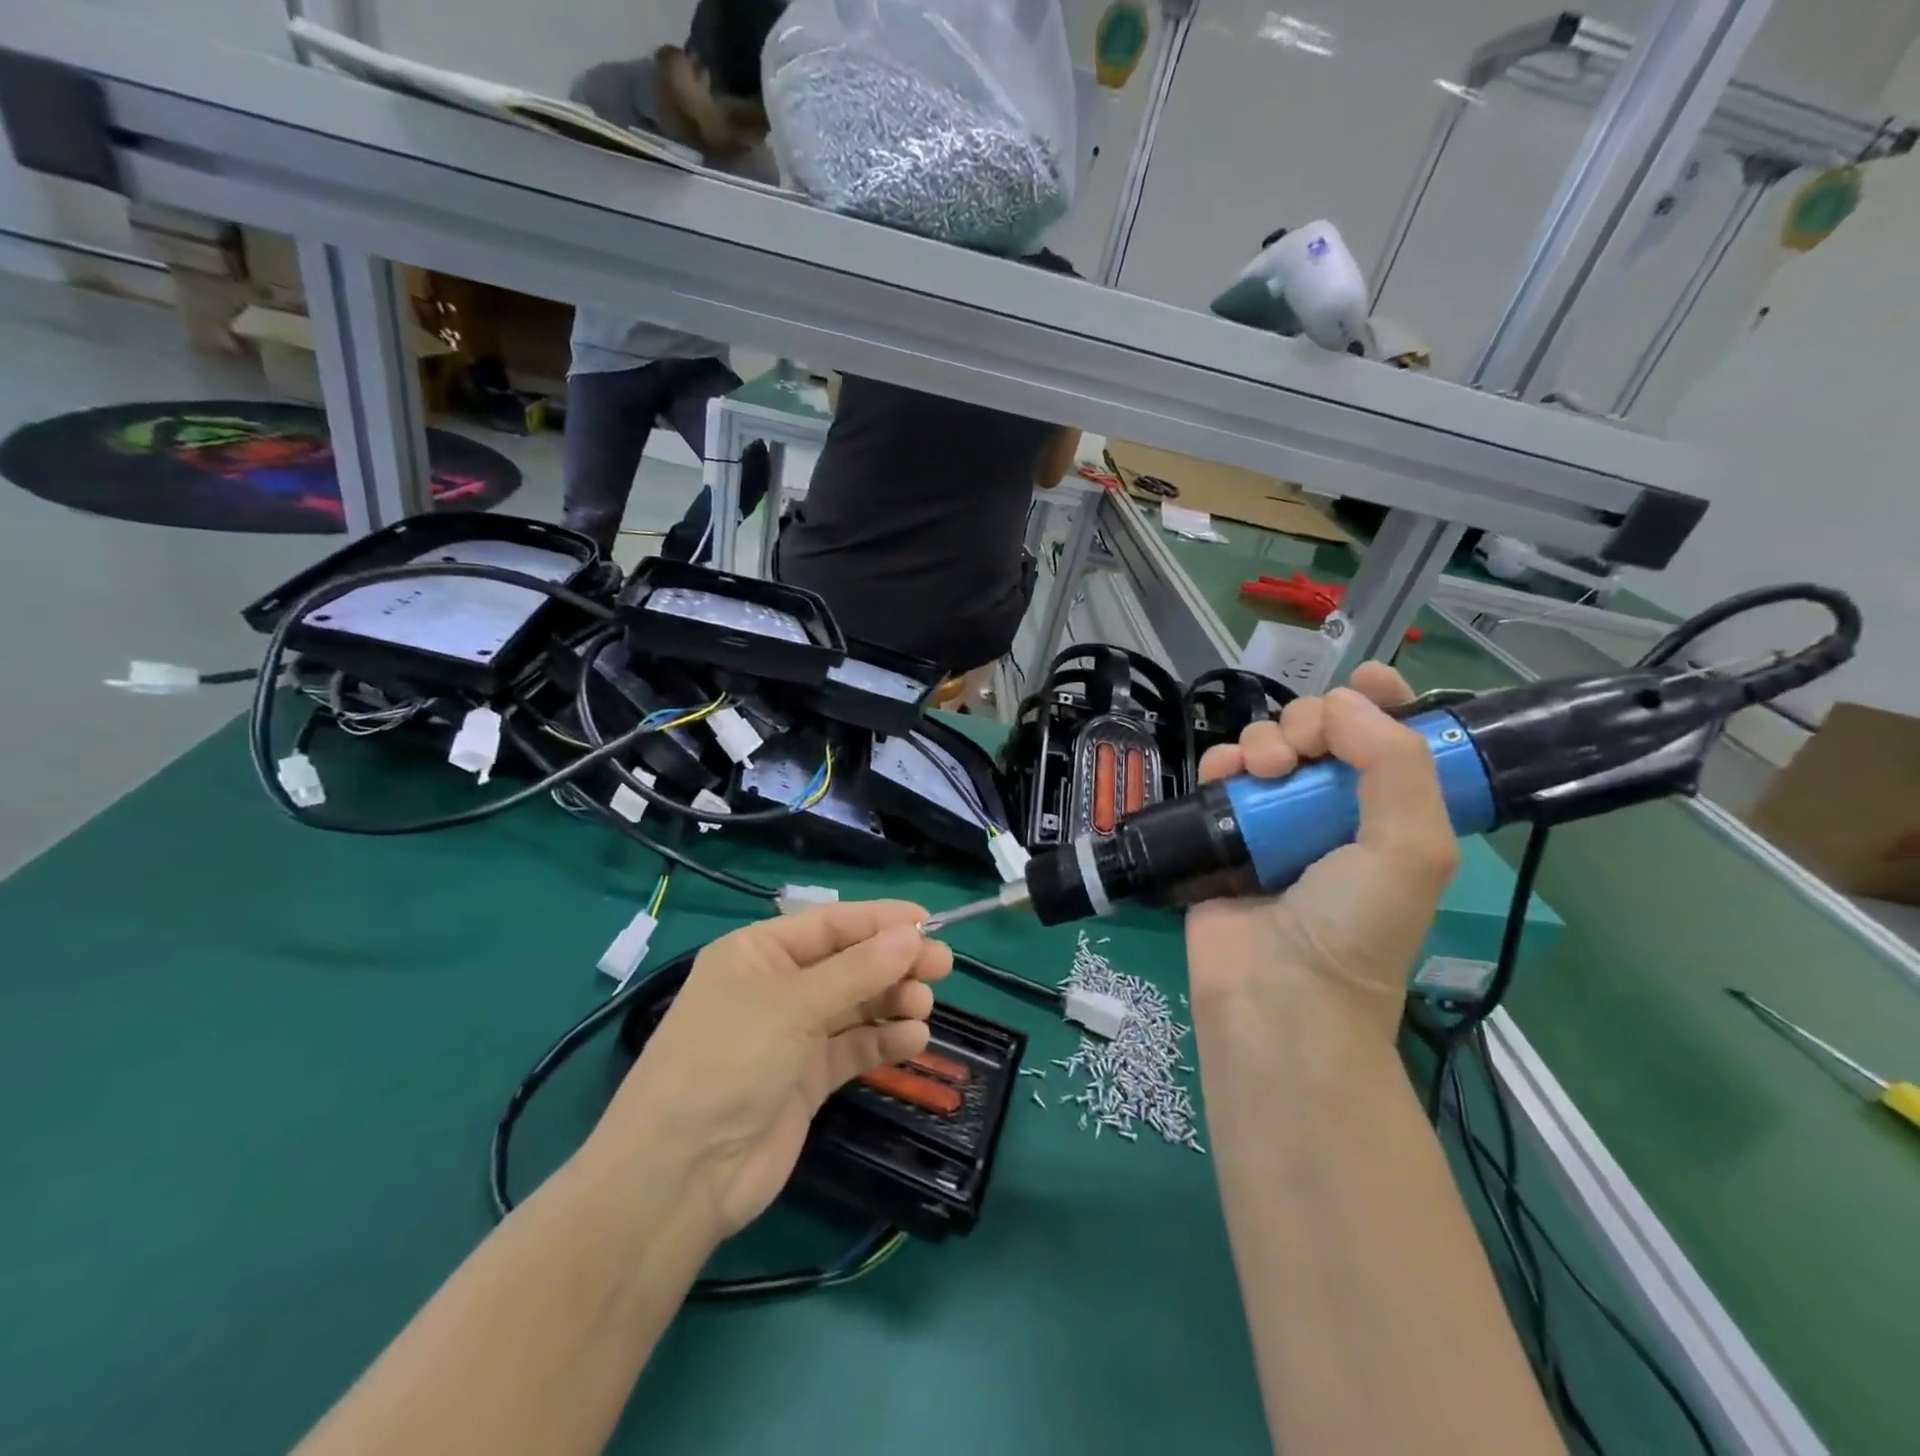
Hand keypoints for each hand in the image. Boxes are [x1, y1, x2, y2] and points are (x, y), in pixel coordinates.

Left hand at [595, 901, 950, 1236]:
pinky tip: (913, 1040)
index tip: (929, 923)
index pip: (831, 923)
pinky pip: (855, 1047)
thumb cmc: (729, 1060)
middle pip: (849, 963)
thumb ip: (858, 970)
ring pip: (856, 1005)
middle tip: (942, 966)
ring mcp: (793, 1035)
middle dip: (894, 962)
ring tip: (923, 1007)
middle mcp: (777, 987)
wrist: (682, 1175)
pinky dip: (884, 1041)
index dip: (880, 921)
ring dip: (892, 1001)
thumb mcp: (793, 1005)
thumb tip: (912, 935)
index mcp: (759, 952)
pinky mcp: (808, 1079)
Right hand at [1185, 663, 1460, 1044]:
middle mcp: (1333, 812)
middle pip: (1322, 733)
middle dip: (1311, 723)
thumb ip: (1396, 765)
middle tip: (1303, 752)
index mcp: (1390, 815)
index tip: (1362, 681)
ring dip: (1263, 741)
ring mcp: (1275, 822)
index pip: (1395, 740)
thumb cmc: (1354, 928)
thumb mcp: (1410, 849)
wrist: (1276, 996)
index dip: (1383, 701)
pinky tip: (1224, 775)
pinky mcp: (1224, 833)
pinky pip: (1221, 776)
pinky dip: (1221, 763)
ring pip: (1268, 748)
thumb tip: (1343, 704)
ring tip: (1261, 772)